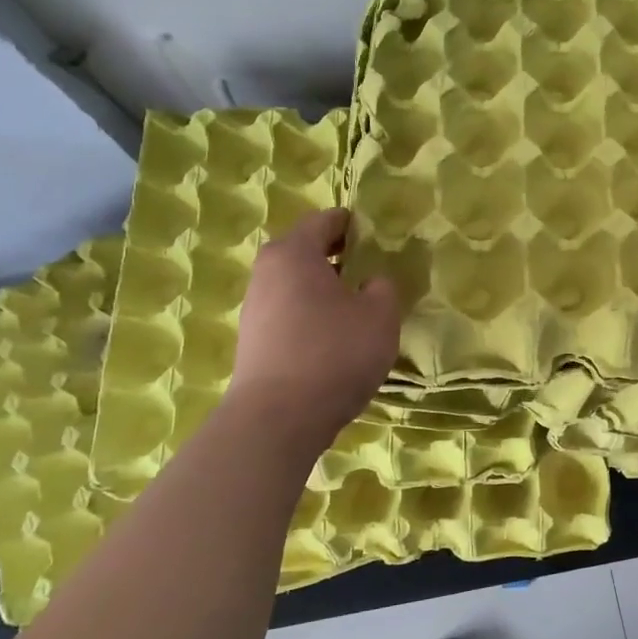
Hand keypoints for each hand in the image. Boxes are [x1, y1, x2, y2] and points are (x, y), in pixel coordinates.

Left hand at [228, 208, 399, 444]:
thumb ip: (382, 288)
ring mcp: (255, 307)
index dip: (355, 224)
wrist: (278, 418)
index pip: (326, 220)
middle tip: (373, 271)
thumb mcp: (380, 315)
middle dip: (340, 256)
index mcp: (294, 252)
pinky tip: (336, 339)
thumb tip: (370, 283)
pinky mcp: (254, 340)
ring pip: (297, 284)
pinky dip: (313, 315)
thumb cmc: (334, 352)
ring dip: (326, 289)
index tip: (379, 236)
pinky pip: (290, 312)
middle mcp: (267, 271)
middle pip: (306, 251)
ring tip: (358, 307)